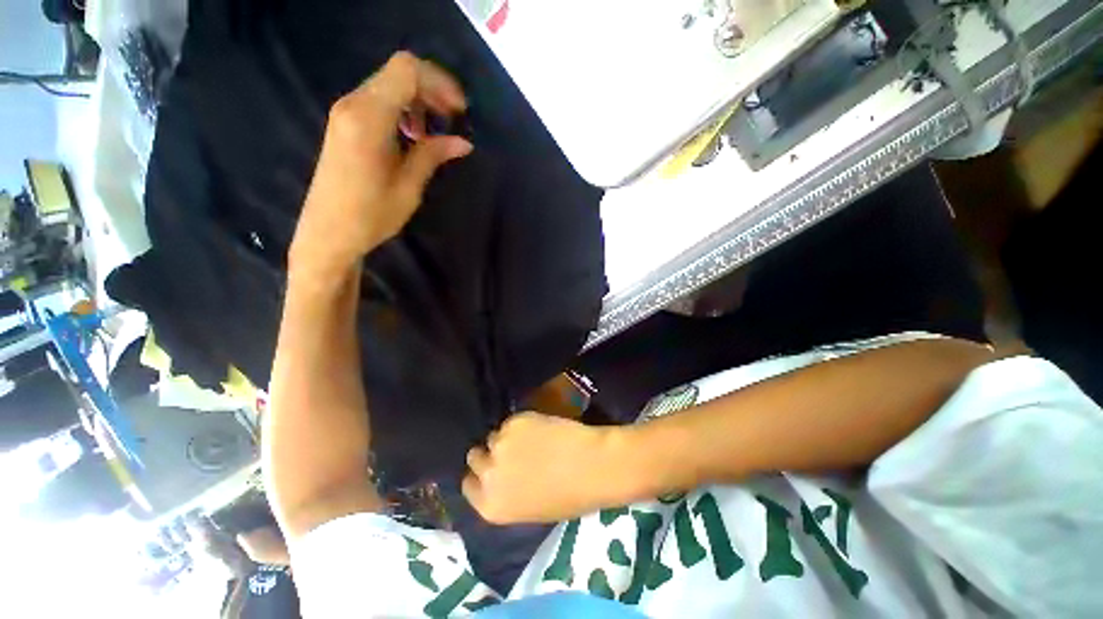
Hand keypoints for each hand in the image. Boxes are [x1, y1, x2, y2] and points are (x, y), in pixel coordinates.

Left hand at [291, 52, 472, 277]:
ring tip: (433, 132)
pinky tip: (412, 136)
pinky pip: (377, 100)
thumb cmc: (370, 216)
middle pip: (397, 72)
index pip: (406, 71)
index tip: (460, 110)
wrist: (327, 233)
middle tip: (453, 119)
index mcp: (369, 119)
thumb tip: (463, 142)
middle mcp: (353, 105)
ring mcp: (345, 112)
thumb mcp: (408, 187)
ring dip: (417, 100)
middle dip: (431, 90)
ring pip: (388, 84)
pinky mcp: (344, 123)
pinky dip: (401, 109)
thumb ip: (433, 155)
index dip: (439, 83)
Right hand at [462, 413, 634, 524]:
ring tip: (528, 438)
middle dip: (490, 453)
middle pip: (475, 456)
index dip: (481, 475)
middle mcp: (488, 475)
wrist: (593, 466)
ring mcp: (500, 444)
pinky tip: (539, 428)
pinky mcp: (515, 421)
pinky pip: (511, 422)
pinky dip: (521, 424)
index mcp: (491, 506)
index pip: (468, 485)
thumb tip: (500, 476)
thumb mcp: (530, 509)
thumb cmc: (570, 497)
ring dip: (506, 437)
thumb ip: (507, 494)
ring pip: (494, 435)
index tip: (492, 469)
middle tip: (510, 450)